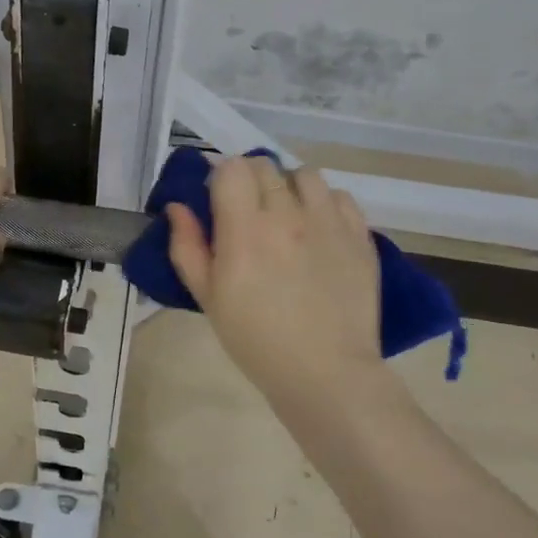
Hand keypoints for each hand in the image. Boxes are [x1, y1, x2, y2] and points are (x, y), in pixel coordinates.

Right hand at [166, 156, 384, 406]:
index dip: (221, 177)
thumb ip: (187, 247)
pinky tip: (318, 228)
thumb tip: (177, 207)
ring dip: (289, 186)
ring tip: (286, 214)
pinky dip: (324, 203)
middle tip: (248, 211)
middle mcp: (287, 215)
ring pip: (306, 174)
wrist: (324, 372)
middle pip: (266, 165)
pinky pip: (340, 196)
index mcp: (244, 229)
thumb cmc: (255, 339)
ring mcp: (328, 222)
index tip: (218, 199)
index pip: (232, 168)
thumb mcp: (207, 297)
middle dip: (250, 180)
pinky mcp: (359, 235)